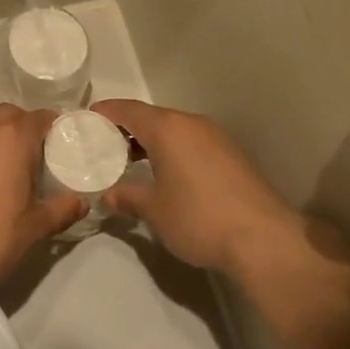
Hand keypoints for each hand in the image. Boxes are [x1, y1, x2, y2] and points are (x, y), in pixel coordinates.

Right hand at [91, 100, 314, 283]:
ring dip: (151, 141)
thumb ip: (128, 196)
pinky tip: (165, 173)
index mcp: (168, 128)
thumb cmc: (198, 218)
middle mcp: (192, 123)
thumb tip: (108, 195)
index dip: (105, 112)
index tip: (86, 119)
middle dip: (126, 128)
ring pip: (174, 130)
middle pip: (152, 117)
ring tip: (129, 161)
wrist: (262, 239)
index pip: (128, 109)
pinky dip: (172, 150)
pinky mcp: (231, 155)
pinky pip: (191, 142)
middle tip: (103, 145)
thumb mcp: (154, 210)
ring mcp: (216, 137)